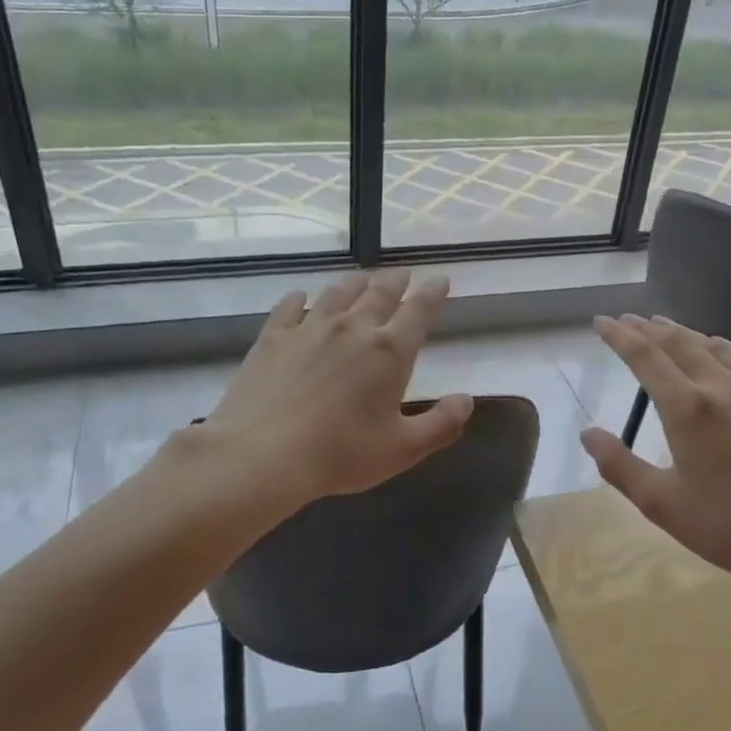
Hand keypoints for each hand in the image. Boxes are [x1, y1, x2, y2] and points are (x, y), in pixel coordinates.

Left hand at [168, 269, 472, 521]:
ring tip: (362, 278)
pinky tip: (301, 297)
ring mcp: (309, 329)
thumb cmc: (341, 454)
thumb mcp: (403, 449)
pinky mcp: (273, 338)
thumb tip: (467, 400)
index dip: (433, 293)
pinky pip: (289, 308)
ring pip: (338, 293)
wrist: (263, 455)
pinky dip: (300, 298)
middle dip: (396, 282)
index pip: (419, 311)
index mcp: (389, 352)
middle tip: (403, 274)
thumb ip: (441, 424)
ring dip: (355, 283)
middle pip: (379, 293)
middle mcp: (353, 329)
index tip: (440, 280)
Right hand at [580, 315, 730, 596]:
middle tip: (626, 319)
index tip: (602, 322)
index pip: (645, 356)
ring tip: (663, 326)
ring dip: (682, 332)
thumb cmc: (727, 527)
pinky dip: (722, 345)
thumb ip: (619, 465)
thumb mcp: (660, 503)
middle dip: (647, 328)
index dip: (620, 336)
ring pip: (713, 346)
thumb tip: (588, 434)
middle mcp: (721, 386)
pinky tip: (719, 346)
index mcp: (687, 407)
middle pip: (678, 342)